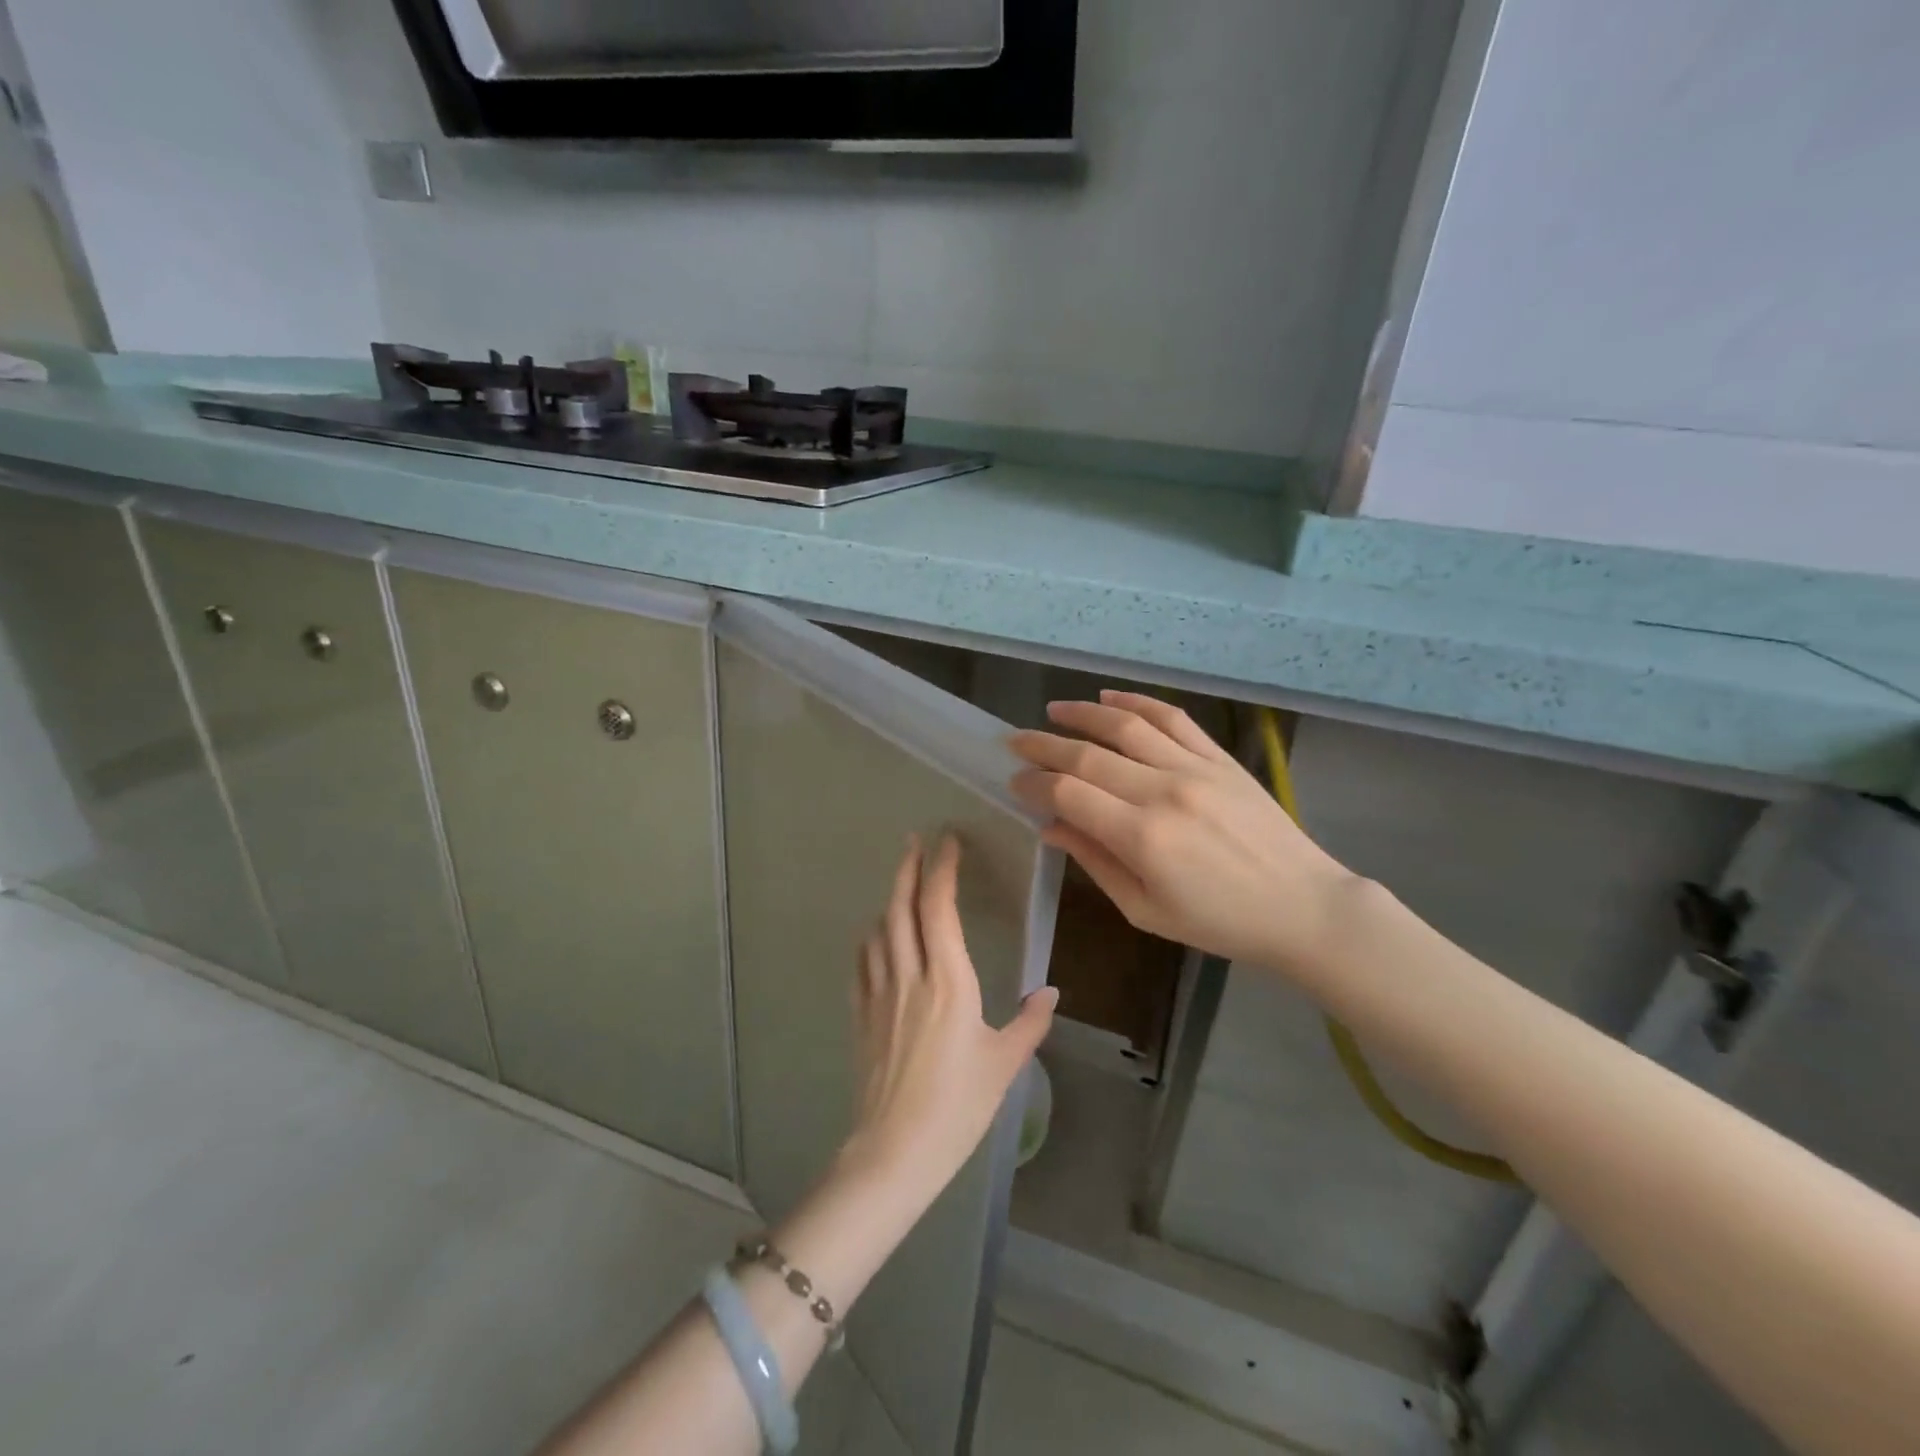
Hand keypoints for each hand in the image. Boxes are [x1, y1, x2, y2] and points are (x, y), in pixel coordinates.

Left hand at [842, 834, 1057, 1207]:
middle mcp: (909, 976)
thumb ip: (1030, 1024)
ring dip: (890, 899)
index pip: (939, 909)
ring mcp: (879, 994)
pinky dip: (871, 937)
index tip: (947, 842)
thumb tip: (1050, 993)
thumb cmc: (957, 1107)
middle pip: (901, 908)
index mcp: (948, 981)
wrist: (894, 1152)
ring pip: (879, 930)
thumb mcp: (1005, 1065)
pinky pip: (863, 962)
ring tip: (901, 885)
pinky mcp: (861, 1015)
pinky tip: (876, 937)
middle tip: (914, 841)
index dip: (942, 870)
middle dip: (908, 869)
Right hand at [1009, 691, 1356, 977]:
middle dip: (1043, 745)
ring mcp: (1194, 768)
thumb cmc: (1220, 923)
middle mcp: (1163, 792)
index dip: (1034, 784)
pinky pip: (1172, 718)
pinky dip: (1137, 702)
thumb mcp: (1146, 910)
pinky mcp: (1219, 758)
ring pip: (1126, 726)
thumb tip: (1050, 826)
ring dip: (1082, 713)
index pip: (1068, 793)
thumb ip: (1095, 862)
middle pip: (1087, 755)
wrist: (1303, 906)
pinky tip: (1110, 697)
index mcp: (1142, 838)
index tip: (1014, 781)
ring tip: (1054, 710)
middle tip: (1014, 742)